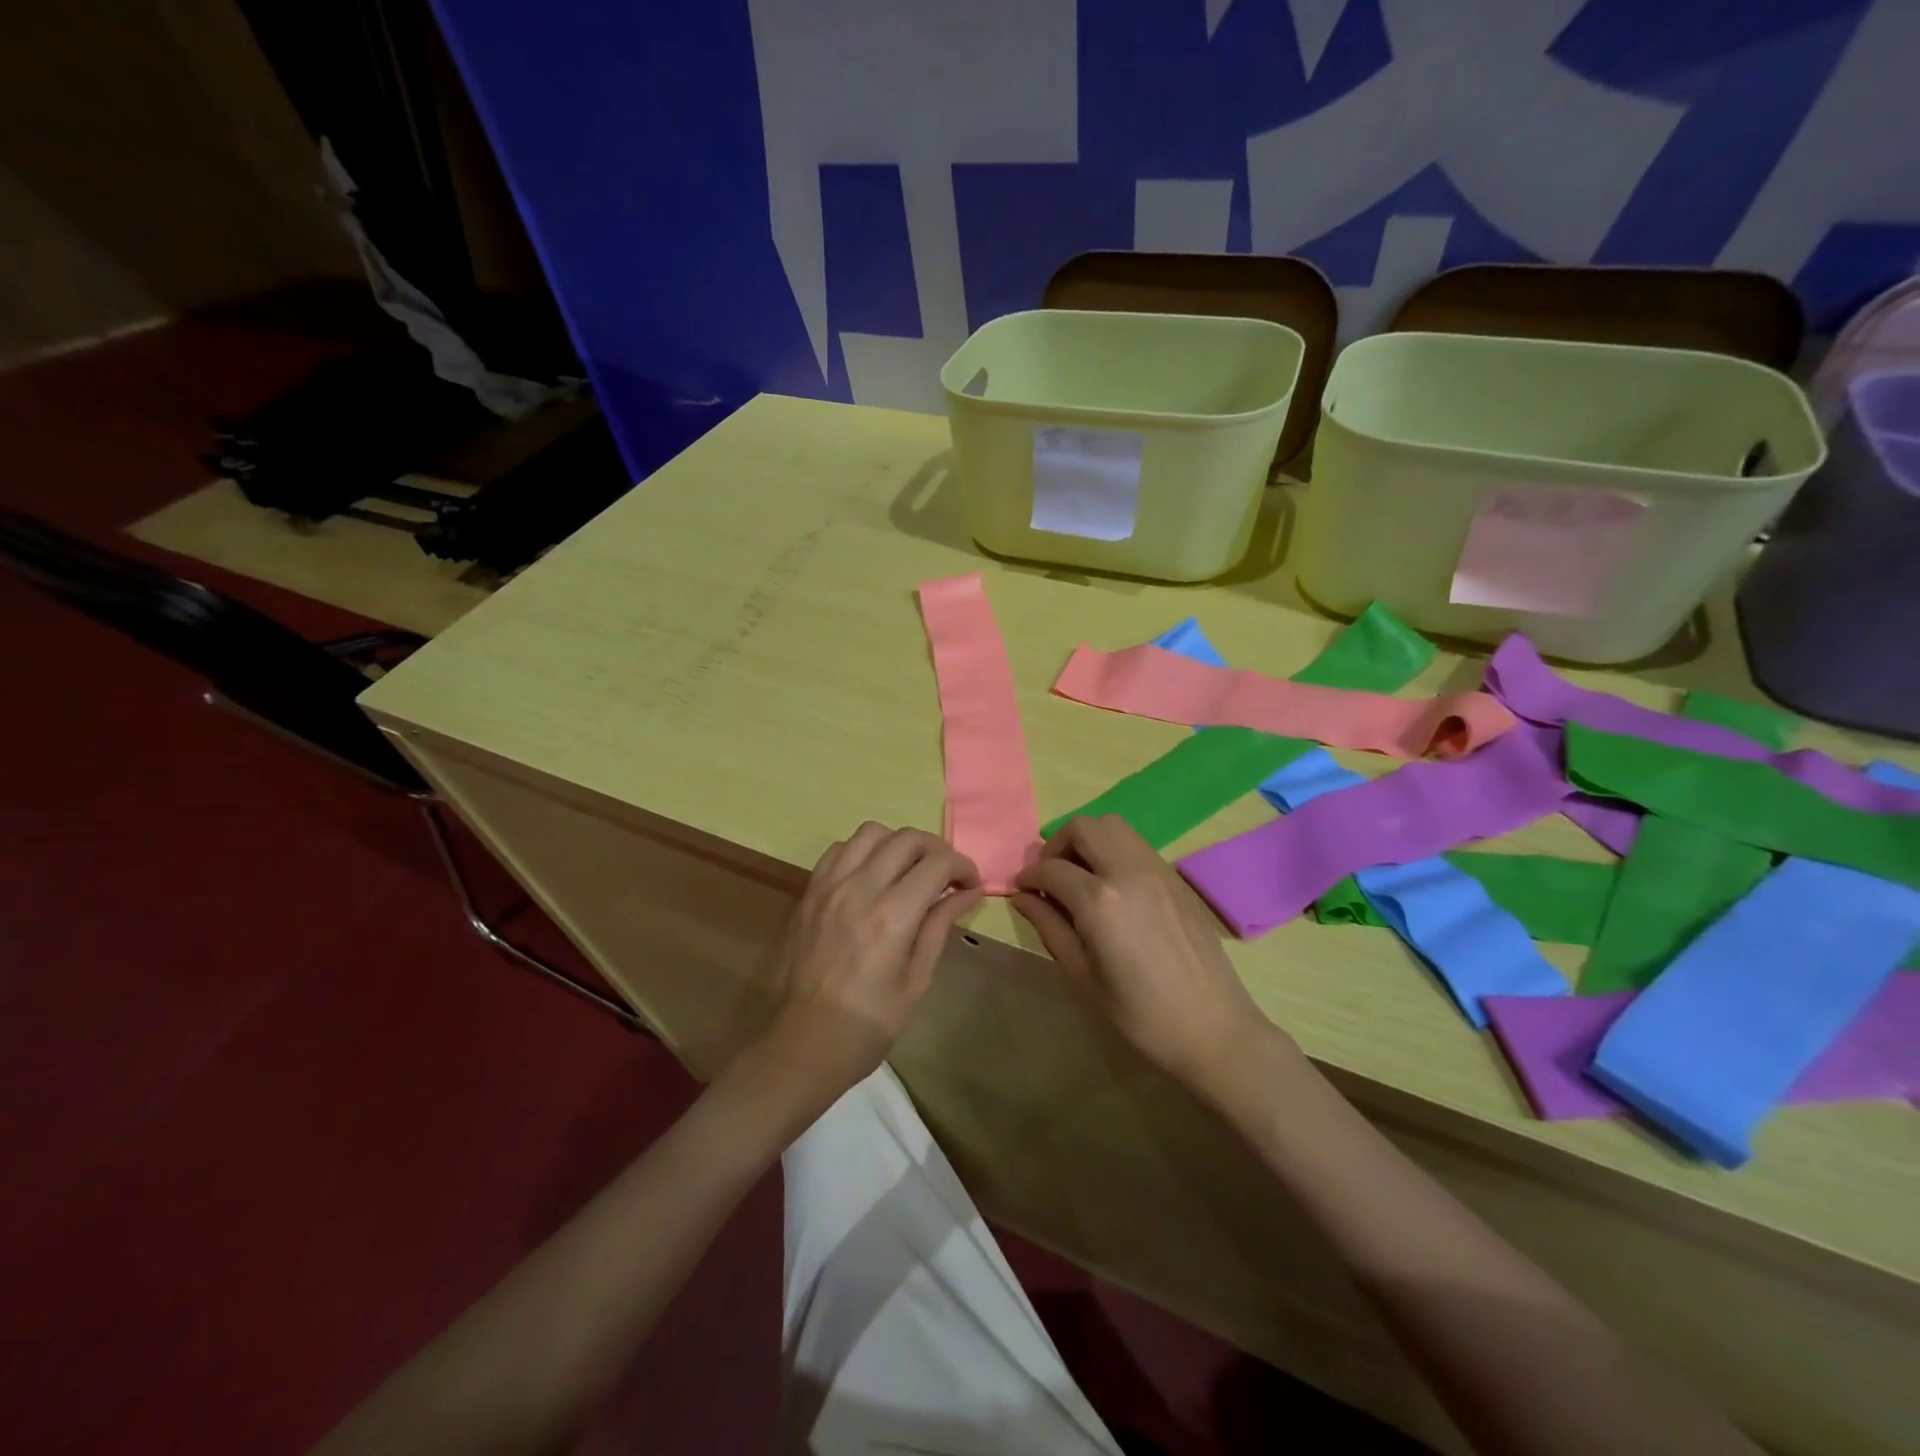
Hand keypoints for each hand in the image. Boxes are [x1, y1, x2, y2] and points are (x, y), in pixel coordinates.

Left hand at [766, 822, 981, 1099]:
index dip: (963, 867)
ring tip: (906, 870)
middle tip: (945, 875)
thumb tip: (967, 893)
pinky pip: (838, 850)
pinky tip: (870, 877)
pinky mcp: (809, 892)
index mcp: (893, 915)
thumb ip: (940, 926)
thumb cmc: (870, 1022)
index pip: (938, 863)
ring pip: (870, 833)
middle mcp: (860, 888)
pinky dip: (862, 852)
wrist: (805, 1042)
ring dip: (897, 844)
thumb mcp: (917, 979)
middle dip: (936, 850)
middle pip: (906, 838)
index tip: (971, 884)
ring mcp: (829, 887)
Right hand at [1013, 815, 1277, 1093]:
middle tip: (1051, 878)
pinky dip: (1113, 850)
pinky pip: (1136, 844)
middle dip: (1057, 846)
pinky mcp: (1176, 878)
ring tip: (1080, 877)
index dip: (1029, 876)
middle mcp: (1128, 872)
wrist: (1214, 1029)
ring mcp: (1157, 870)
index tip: (1022, 889)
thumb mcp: (1083, 976)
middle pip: (1084, 827)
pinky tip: (1111, 887)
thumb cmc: (1140, 1015)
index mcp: (1100, 902)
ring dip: (1088, 841)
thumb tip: (1023, 897)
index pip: (1051, 868)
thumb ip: (1050, 927)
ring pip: (1113, 826)